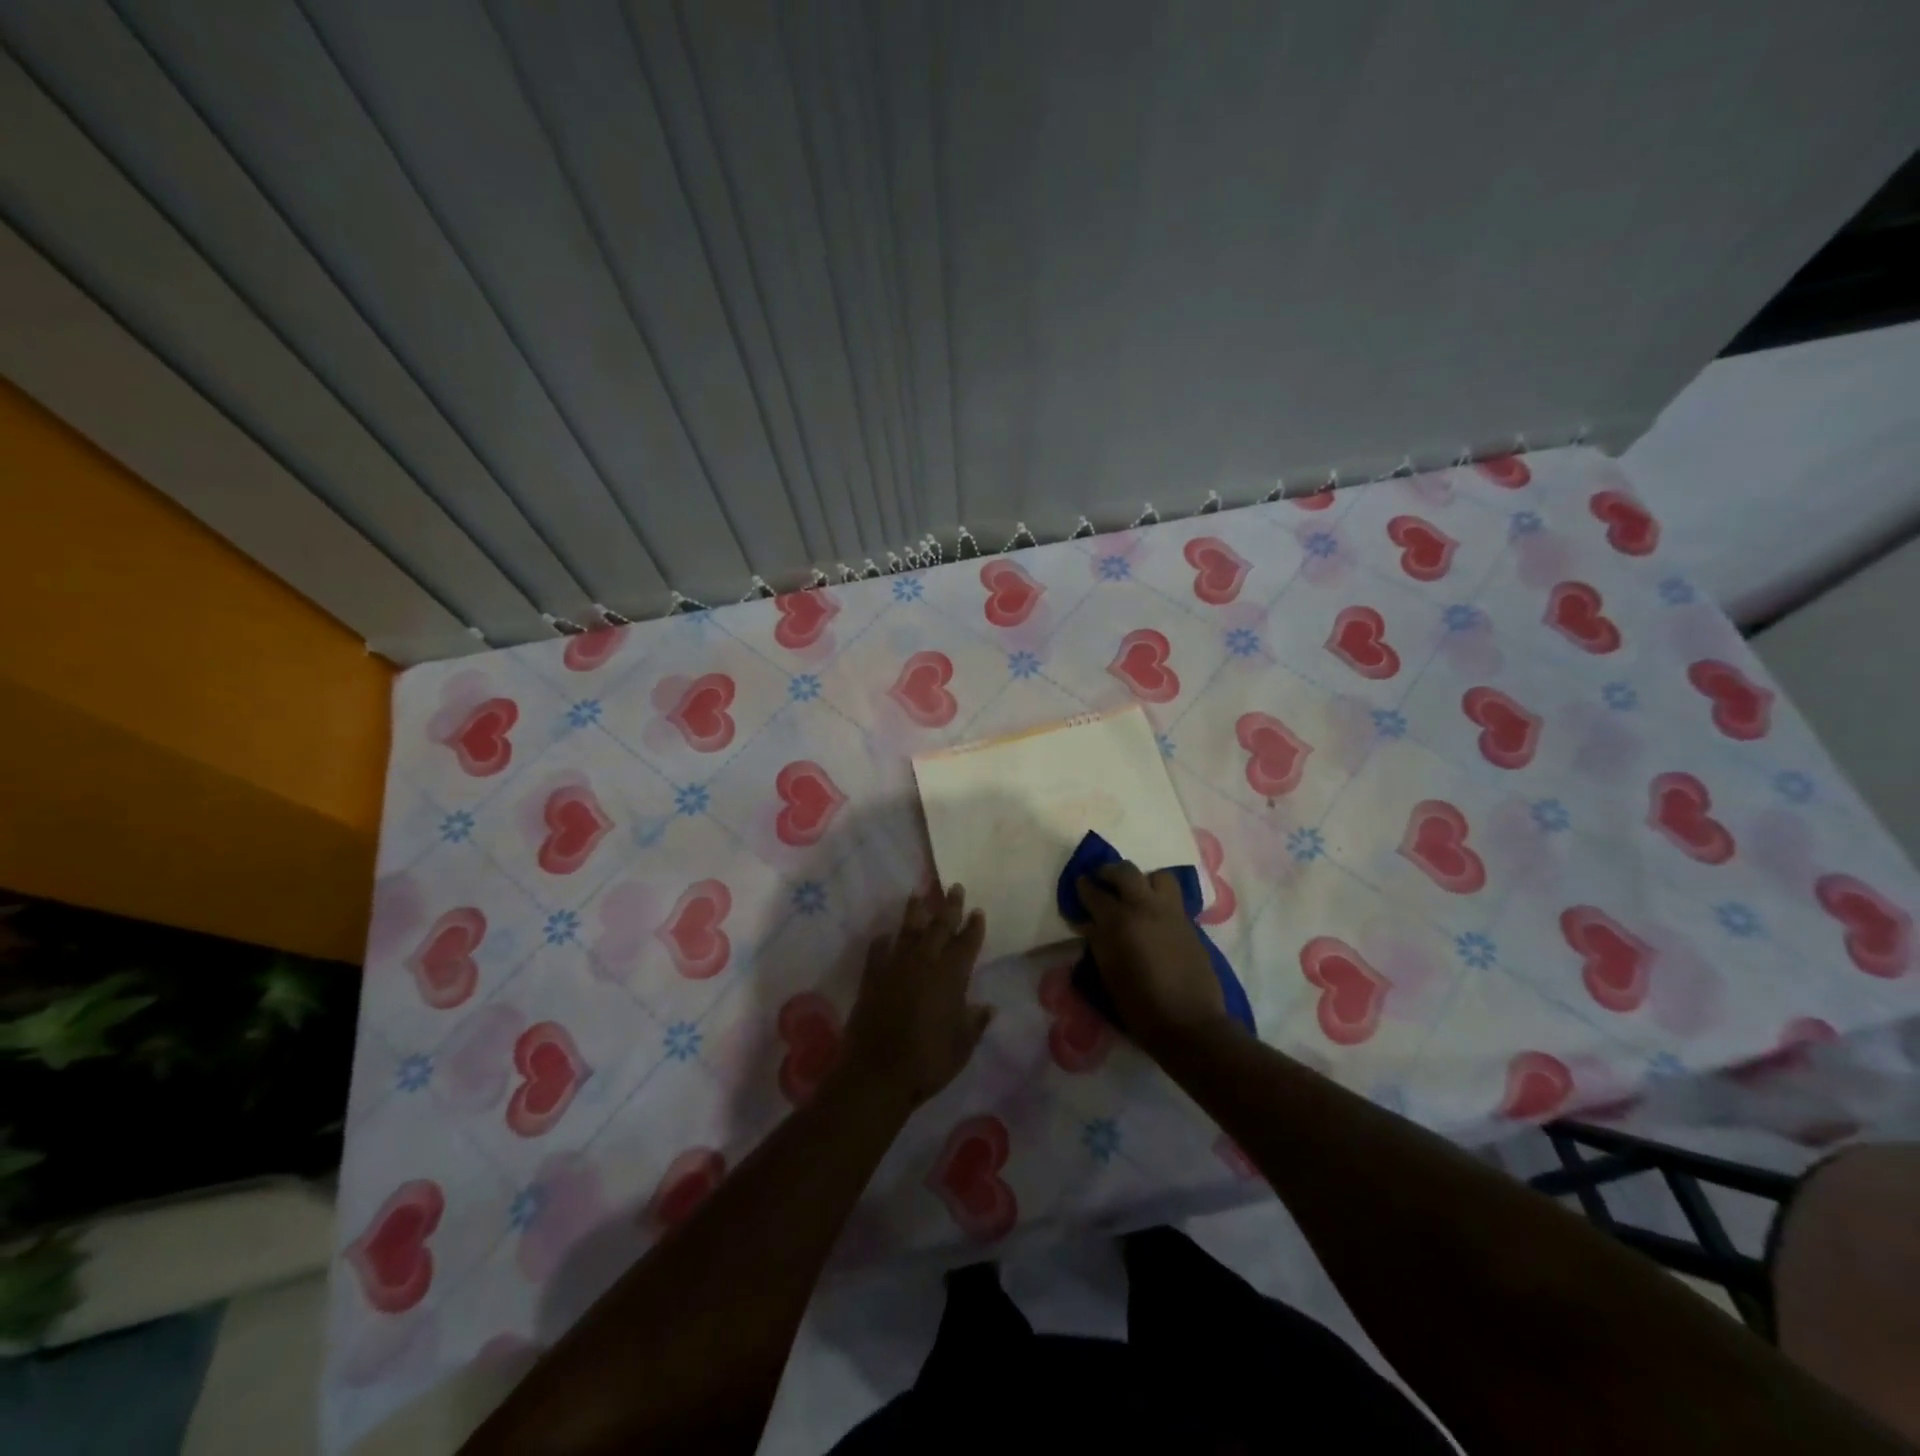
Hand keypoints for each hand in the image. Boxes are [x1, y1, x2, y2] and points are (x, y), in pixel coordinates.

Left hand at [843, 884, 992, 1110]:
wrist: (877, 1074)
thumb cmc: (928, 1062)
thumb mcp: (961, 1046)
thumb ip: (974, 1022)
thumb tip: (986, 1007)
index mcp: (951, 977)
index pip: (966, 943)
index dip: (973, 927)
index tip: (977, 911)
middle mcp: (924, 963)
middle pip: (939, 927)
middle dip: (948, 906)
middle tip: (954, 887)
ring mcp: (895, 967)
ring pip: (908, 930)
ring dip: (916, 912)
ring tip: (918, 895)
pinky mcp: (872, 977)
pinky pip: (879, 950)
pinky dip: (884, 941)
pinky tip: (886, 935)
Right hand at [1075, 861, 1229, 1058]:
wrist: (1190, 1023)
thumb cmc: (1140, 1005)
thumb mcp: (1108, 973)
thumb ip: (1098, 940)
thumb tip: (1090, 922)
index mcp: (1120, 922)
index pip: (1095, 893)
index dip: (1084, 887)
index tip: (1079, 884)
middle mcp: (1146, 908)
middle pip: (1125, 871)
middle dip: (1109, 871)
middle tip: (1102, 880)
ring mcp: (1171, 913)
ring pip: (1158, 876)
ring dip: (1143, 880)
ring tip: (1135, 894)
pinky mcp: (1189, 923)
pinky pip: (1172, 898)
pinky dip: (1159, 898)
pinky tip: (1153, 916)